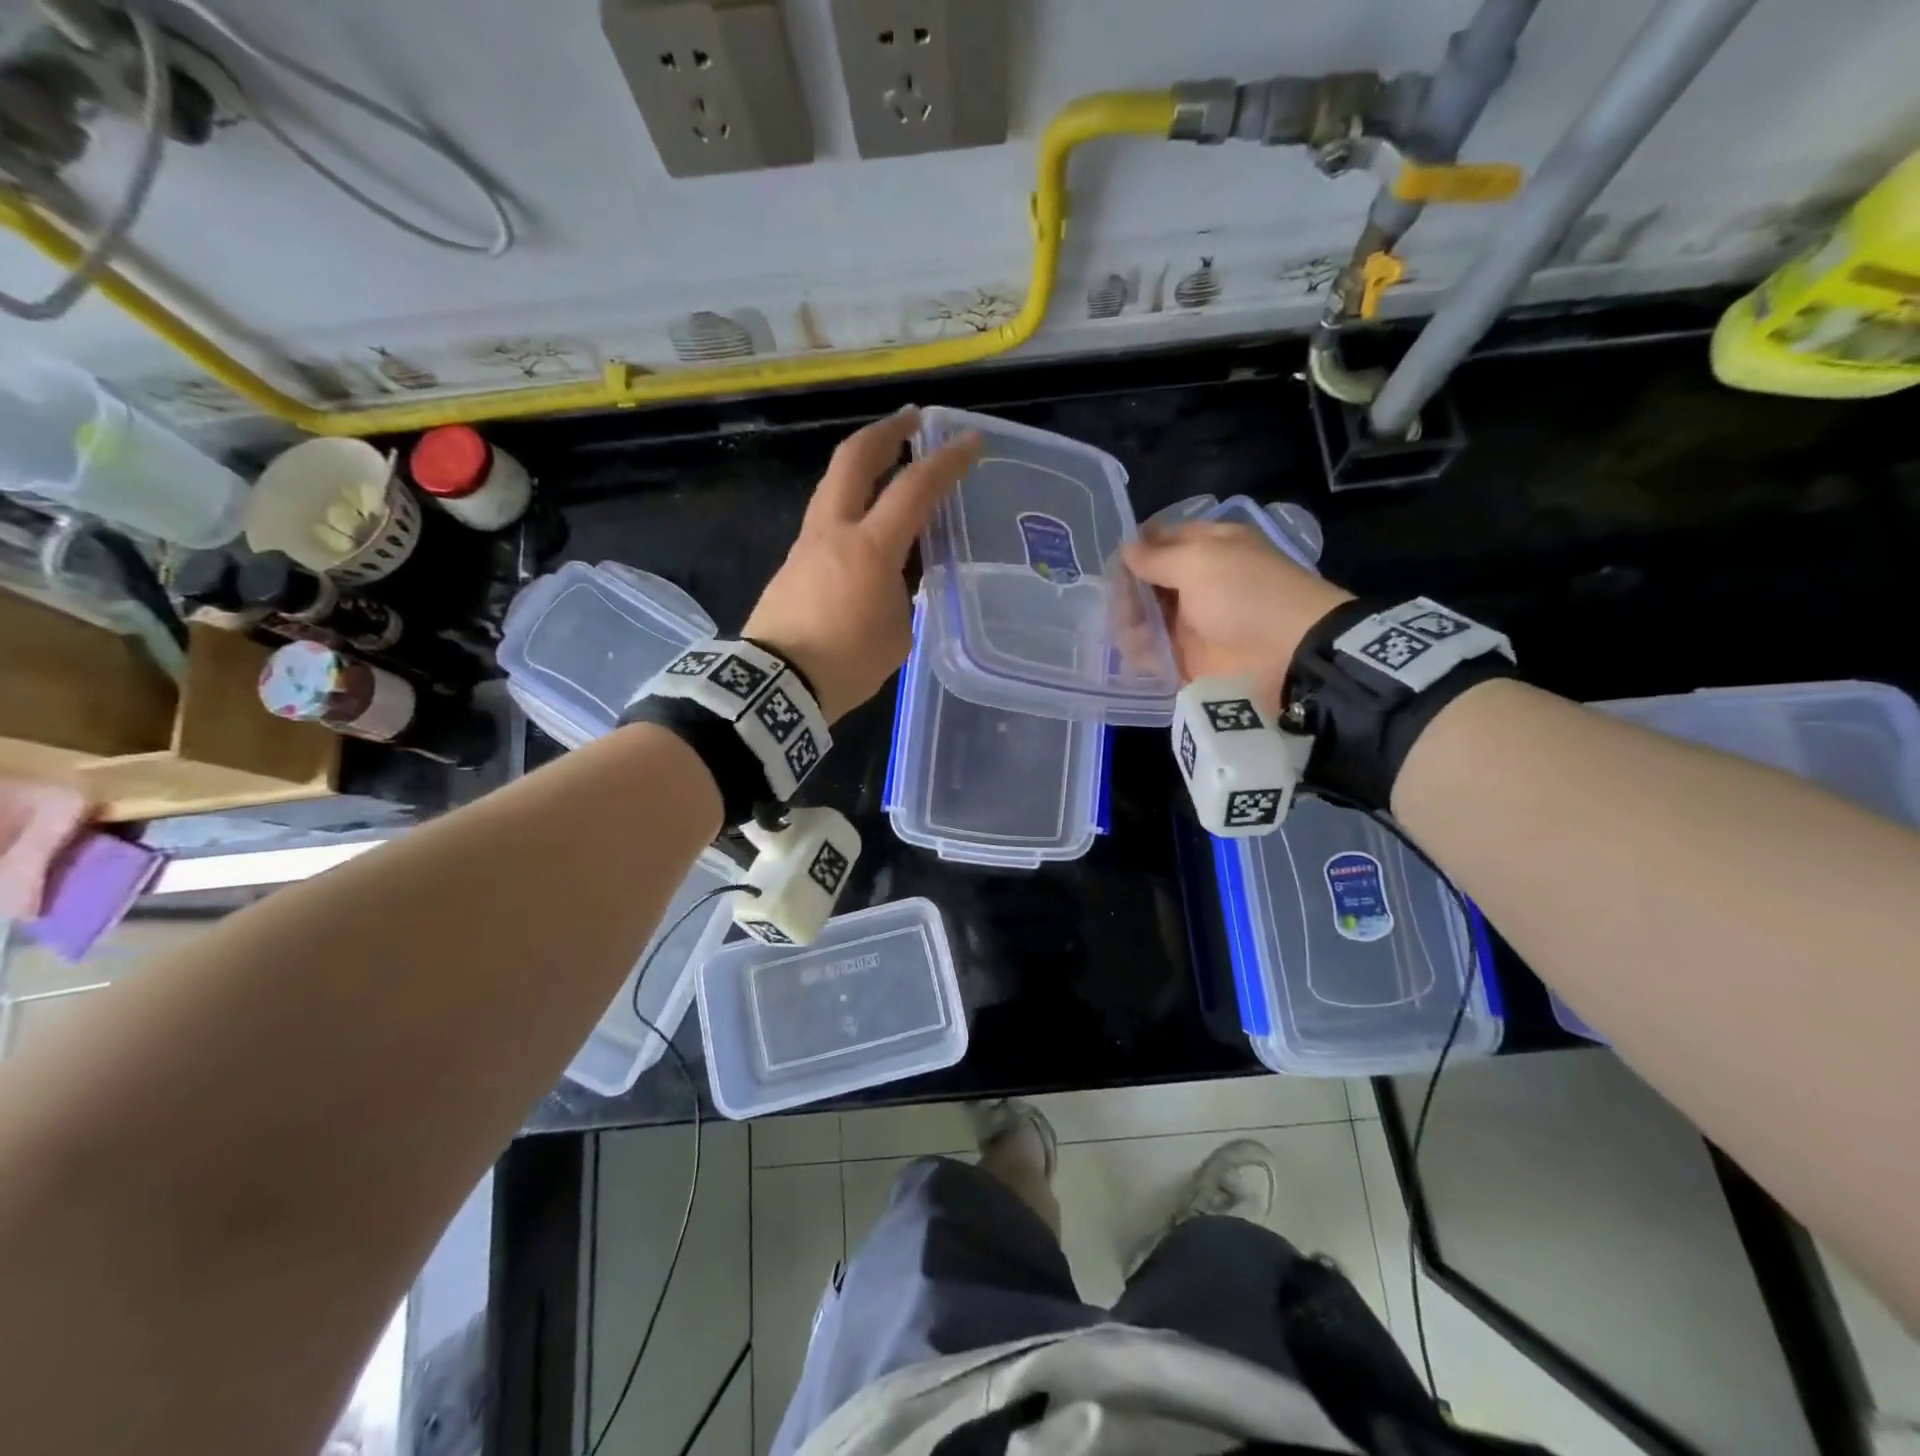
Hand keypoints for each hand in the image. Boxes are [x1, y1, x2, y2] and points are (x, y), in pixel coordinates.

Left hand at [744, 408, 981, 722]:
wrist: (779, 685)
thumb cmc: (847, 662)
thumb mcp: (897, 631)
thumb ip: (903, 592)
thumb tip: (894, 578)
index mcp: (870, 547)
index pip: (915, 488)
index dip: (947, 461)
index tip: (970, 441)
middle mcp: (834, 532)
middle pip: (853, 459)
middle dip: (886, 432)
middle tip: (911, 421)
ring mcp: (806, 544)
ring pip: (834, 486)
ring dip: (862, 468)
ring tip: (889, 470)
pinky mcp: (792, 563)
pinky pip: (827, 521)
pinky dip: (851, 508)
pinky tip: (866, 530)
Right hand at [1122, 521, 1353, 712]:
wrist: (1286, 655)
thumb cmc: (1244, 595)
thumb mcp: (1198, 562)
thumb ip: (1156, 557)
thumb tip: (1125, 549)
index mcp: (1208, 547)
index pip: (1162, 539)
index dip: (1136, 548)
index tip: (1112, 562)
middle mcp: (1197, 581)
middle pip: (1147, 580)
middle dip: (1128, 589)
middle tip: (1119, 603)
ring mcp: (1191, 619)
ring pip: (1145, 615)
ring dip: (1130, 620)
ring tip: (1129, 631)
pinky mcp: (1186, 655)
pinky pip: (1152, 650)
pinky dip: (1139, 650)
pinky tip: (1134, 651)